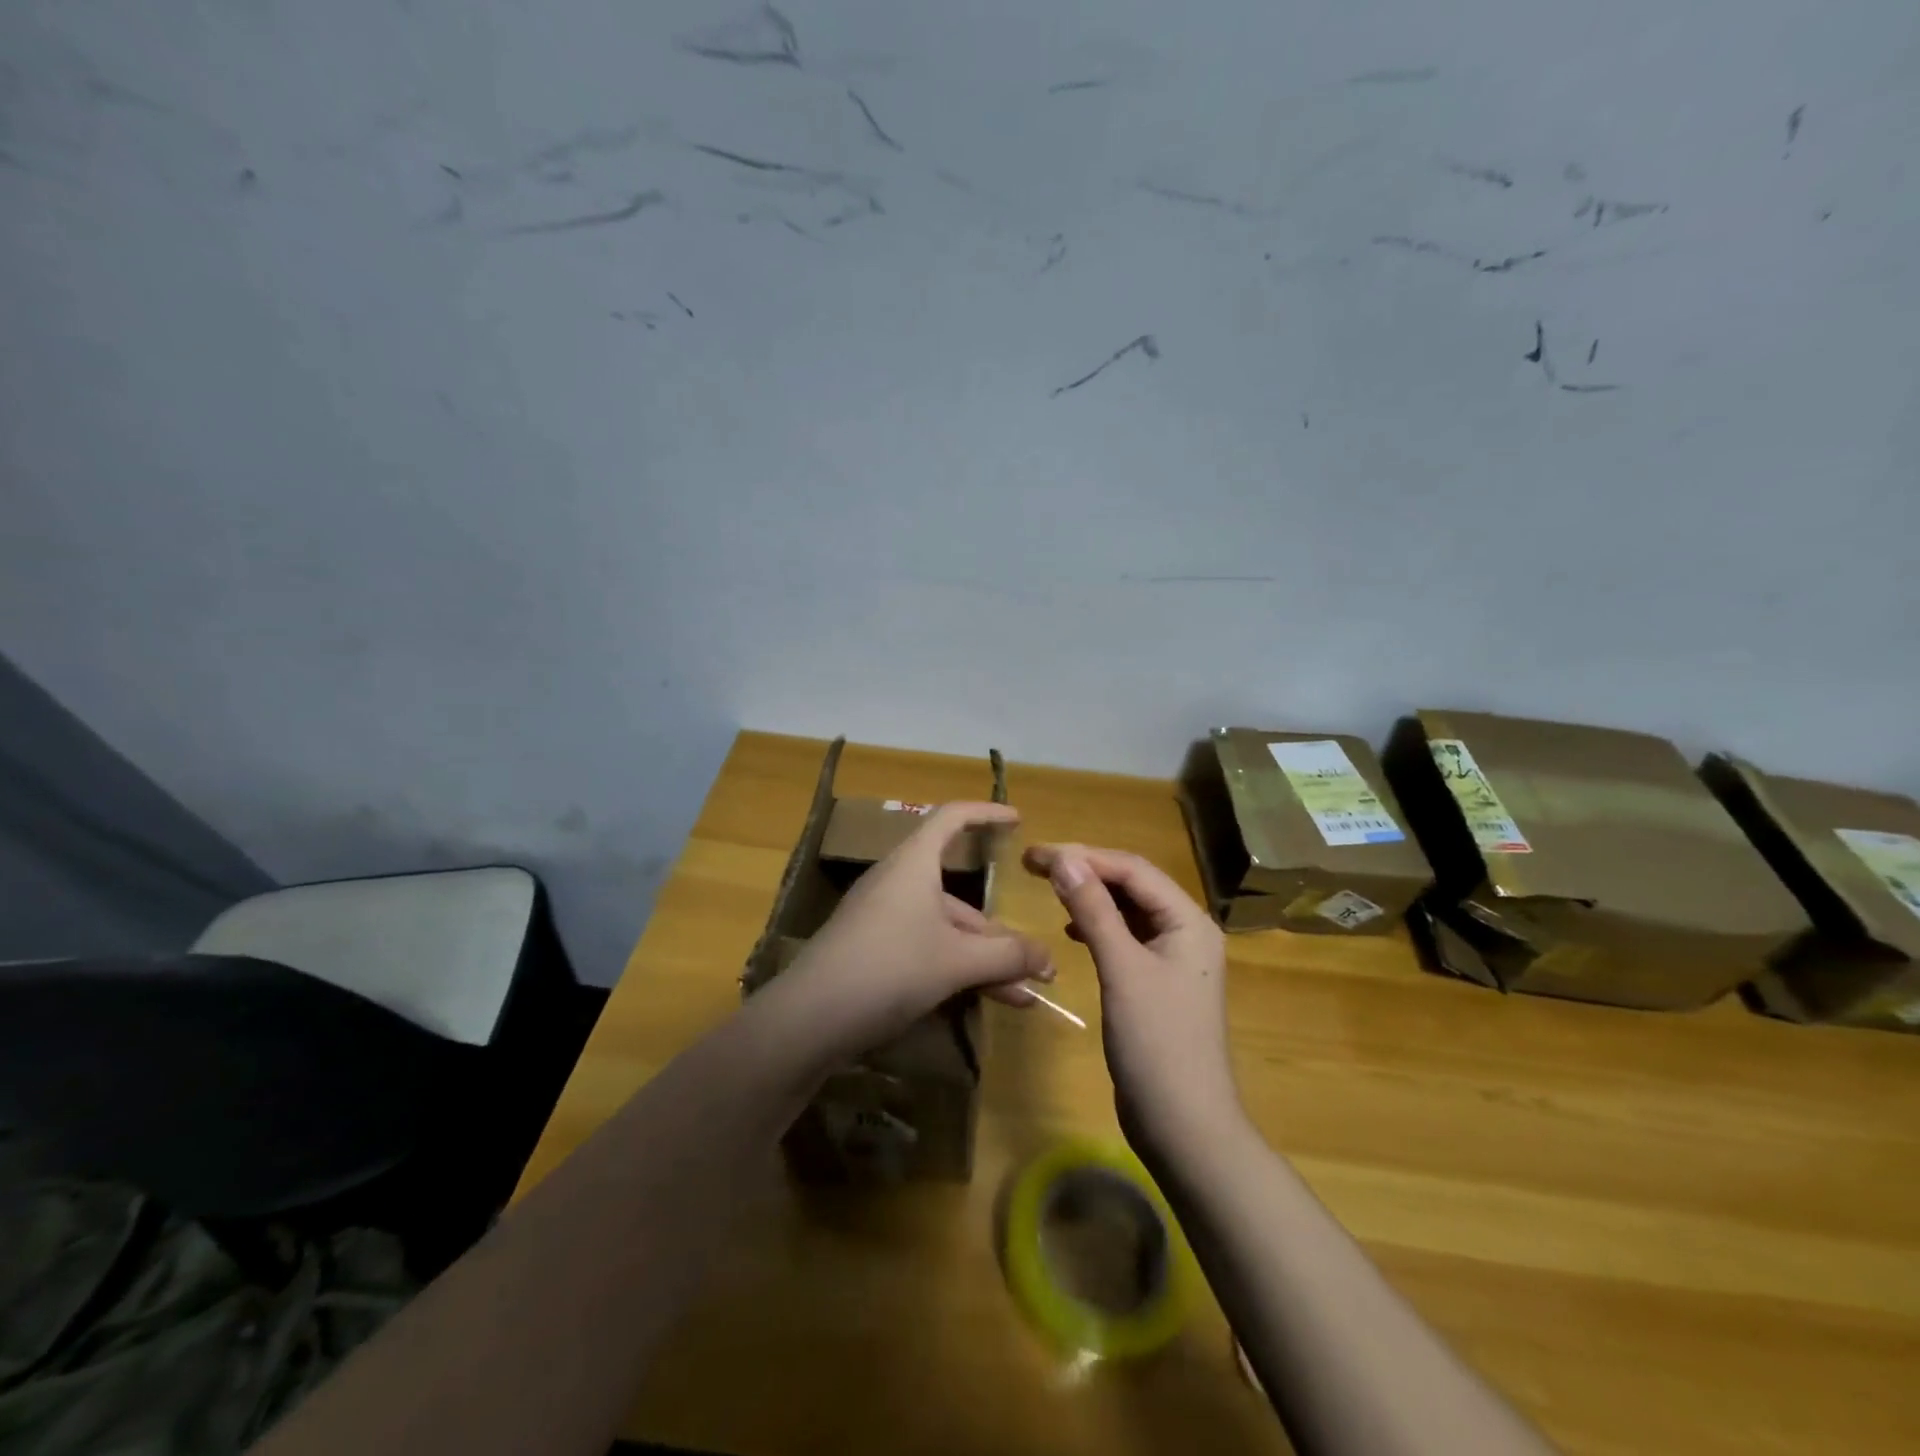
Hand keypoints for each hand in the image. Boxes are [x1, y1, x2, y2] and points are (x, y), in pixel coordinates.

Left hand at [789, 802, 1052, 1055]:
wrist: (808, 1020)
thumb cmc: (889, 968)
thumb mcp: (957, 961)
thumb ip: (1008, 956)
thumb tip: (1048, 959)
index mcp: (914, 864)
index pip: (952, 818)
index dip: (986, 814)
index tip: (1018, 820)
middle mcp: (898, 884)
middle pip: (959, 894)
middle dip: (1000, 931)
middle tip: (1036, 963)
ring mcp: (883, 920)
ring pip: (946, 930)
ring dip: (984, 960)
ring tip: (1022, 997)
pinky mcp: (873, 953)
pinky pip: (927, 950)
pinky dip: (958, 970)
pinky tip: (984, 1003)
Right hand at [1024, 843, 1240, 1156]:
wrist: (1184, 1127)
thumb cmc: (1157, 1043)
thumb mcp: (1122, 970)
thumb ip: (1094, 910)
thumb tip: (1064, 858)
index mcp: (1188, 921)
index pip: (1133, 869)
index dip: (1084, 855)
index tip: (1036, 853)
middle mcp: (1186, 931)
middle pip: (1132, 884)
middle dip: (1085, 870)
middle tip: (1034, 864)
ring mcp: (1173, 958)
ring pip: (1128, 910)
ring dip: (1090, 896)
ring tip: (1049, 888)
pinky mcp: (1157, 982)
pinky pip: (1126, 937)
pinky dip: (1098, 926)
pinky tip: (1072, 929)